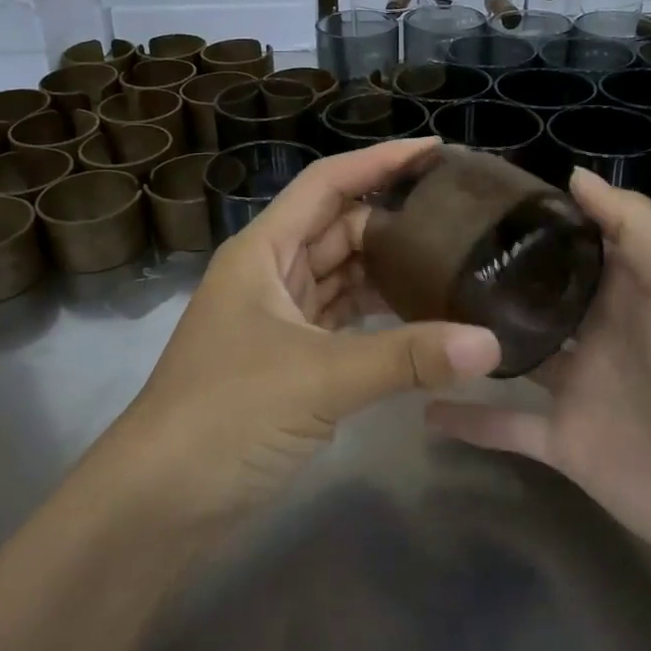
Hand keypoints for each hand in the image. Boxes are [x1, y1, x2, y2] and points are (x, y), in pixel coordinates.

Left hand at [117, 139, 502, 521]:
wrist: (159, 500)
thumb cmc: (226, 415)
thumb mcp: (319, 378)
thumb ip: (406, 357)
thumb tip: (491, 344)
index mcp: (263, 251)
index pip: (327, 184)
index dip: (380, 161)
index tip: (437, 151)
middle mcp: (270, 273)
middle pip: (340, 228)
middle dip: (395, 221)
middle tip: (463, 220)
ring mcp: (279, 318)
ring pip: (343, 277)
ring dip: (389, 272)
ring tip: (455, 264)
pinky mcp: (289, 360)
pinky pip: (343, 321)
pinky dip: (378, 317)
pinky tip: (422, 320)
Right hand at [428, 169, 650, 587]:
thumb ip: (634, 225)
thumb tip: (573, 175)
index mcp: (629, 290)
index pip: (575, 243)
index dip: (534, 220)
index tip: (476, 196)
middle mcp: (598, 333)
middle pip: (535, 295)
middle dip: (492, 275)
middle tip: (426, 250)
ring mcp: (578, 389)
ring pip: (512, 355)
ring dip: (472, 340)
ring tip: (413, 315)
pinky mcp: (563, 442)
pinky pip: (505, 427)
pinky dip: (467, 422)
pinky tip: (420, 406)